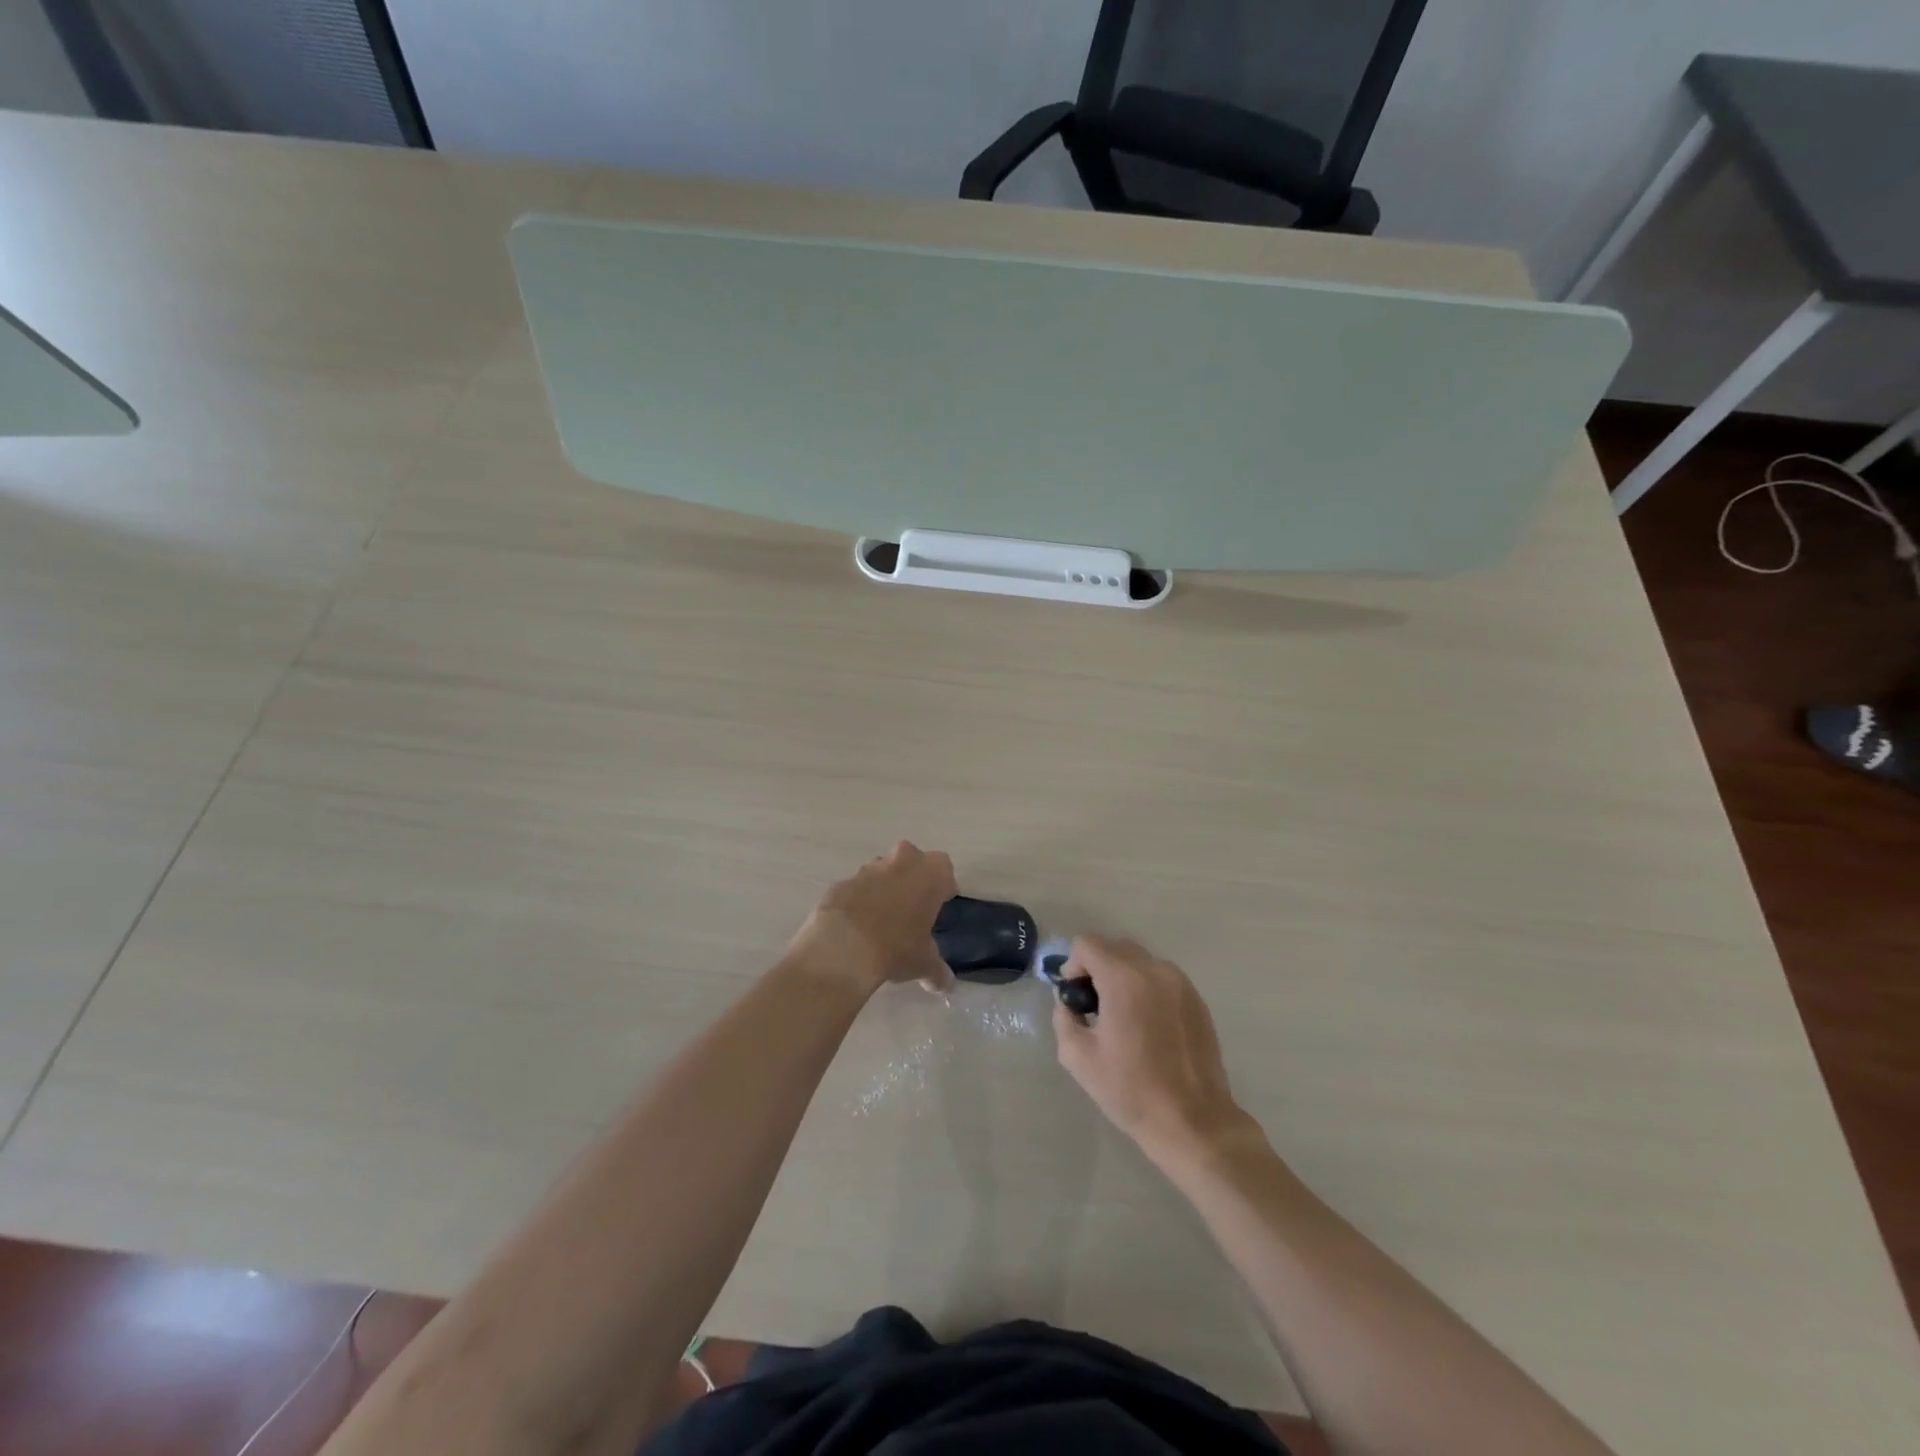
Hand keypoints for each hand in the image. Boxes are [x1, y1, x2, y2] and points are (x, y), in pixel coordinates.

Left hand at [788, 842, 957, 994]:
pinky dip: (858, 901)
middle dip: (912, 878)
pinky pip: (855, 888)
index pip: (944, 868)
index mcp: (929, 874)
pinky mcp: (841, 883)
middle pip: (912, 860)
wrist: (844, 948)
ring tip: (881, 920)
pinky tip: (856, 927)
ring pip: (881, 871)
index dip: (942, 886)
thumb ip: (937, 970)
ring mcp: (867, 870)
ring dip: (884, 888)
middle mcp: (900, 862)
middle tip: (912, 907)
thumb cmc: (897, 948)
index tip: (939, 904)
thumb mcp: (924, 963)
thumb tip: (944, 984)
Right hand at [1053, 936, 1252, 1162]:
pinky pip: (1161, 978)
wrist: (1193, 1122)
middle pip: (1114, 947)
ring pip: (1139, 961)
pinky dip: (1146, 989)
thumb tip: (1070, 1001)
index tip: (1077, 998)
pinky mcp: (1197, 999)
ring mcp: (1180, 983)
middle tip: (1095, 1009)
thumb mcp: (1078, 1057)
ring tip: (1123, 1018)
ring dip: (1123, 977)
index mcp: (1124, 978)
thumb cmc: (1131, 1090)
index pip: (1087, 943)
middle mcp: (1154, 969)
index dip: (1073, 966)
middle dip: (1097, 969)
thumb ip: (1064, 1016)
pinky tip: (1148, 1027)